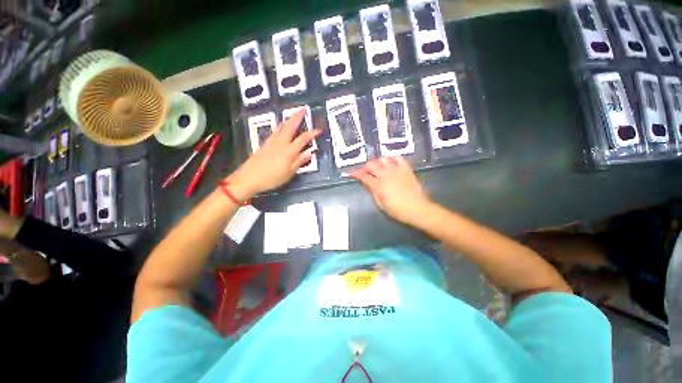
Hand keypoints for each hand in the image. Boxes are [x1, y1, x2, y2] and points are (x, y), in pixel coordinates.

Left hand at [226, 109, 320, 198]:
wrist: (249, 177)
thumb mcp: (289, 172)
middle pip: (290, 126)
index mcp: (289, 151)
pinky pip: (274, 131)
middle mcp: (281, 143)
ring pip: (281, 126)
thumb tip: (310, 153)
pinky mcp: (264, 144)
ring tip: (292, 116)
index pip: (303, 138)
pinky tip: (280, 127)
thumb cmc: (272, 178)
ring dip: (288, 119)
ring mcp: (271, 142)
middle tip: (303, 109)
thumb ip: (299, 162)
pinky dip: (280, 126)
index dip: (312, 133)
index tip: (319, 130)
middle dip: (297, 116)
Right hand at [350, 157, 431, 224]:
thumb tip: (367, 184)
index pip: (363, 176)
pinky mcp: (406, 169)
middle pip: (371, 165)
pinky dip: (392, 158)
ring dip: (377, 162)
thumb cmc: (397, 210)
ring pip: (383, 159)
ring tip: (377, 167)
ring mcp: (396, 170)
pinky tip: (390, 162)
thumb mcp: (381, 204)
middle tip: (365, 171)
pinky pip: (398, 158)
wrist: (417, 208)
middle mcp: (386, 175)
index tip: (351, 172)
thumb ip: (373, 192)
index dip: (355, 173)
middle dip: (365, 167)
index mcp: (378, 185)